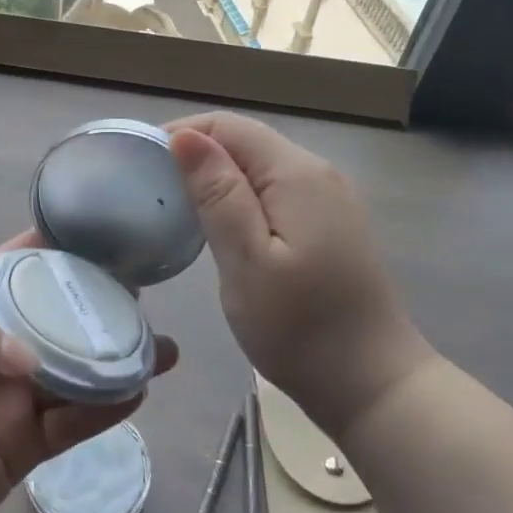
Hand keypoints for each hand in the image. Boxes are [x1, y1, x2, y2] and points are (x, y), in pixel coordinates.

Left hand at [0, 230, 178, 512]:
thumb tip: (33, 356)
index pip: (17, 265)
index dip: (58, 247)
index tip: (109, 234)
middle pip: (57, 314)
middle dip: (99, 302)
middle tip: (148, 294)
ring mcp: (11, 397)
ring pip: (74, 368)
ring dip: (113, 356)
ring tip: (160, 347)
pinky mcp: (23, 447)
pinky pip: (72, 421)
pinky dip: (104, 407)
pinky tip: (135, 391)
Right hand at [167, 112, 430, 441]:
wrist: (373, 386)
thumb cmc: (300, 328)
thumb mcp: (246, 261)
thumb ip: (217, 194)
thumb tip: (184, 136)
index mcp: (297, 174)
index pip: (228, 126)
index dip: (182, 134)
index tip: (140, 164)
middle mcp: (318, 174)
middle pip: (245, 142)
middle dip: (195, 154)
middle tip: (150, 189)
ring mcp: (329, 200)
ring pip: (259, 167)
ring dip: (215, 177)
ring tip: (173, 206)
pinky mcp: (330, 225)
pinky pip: (274, 192)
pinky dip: (240, 198)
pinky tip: (218, 226)